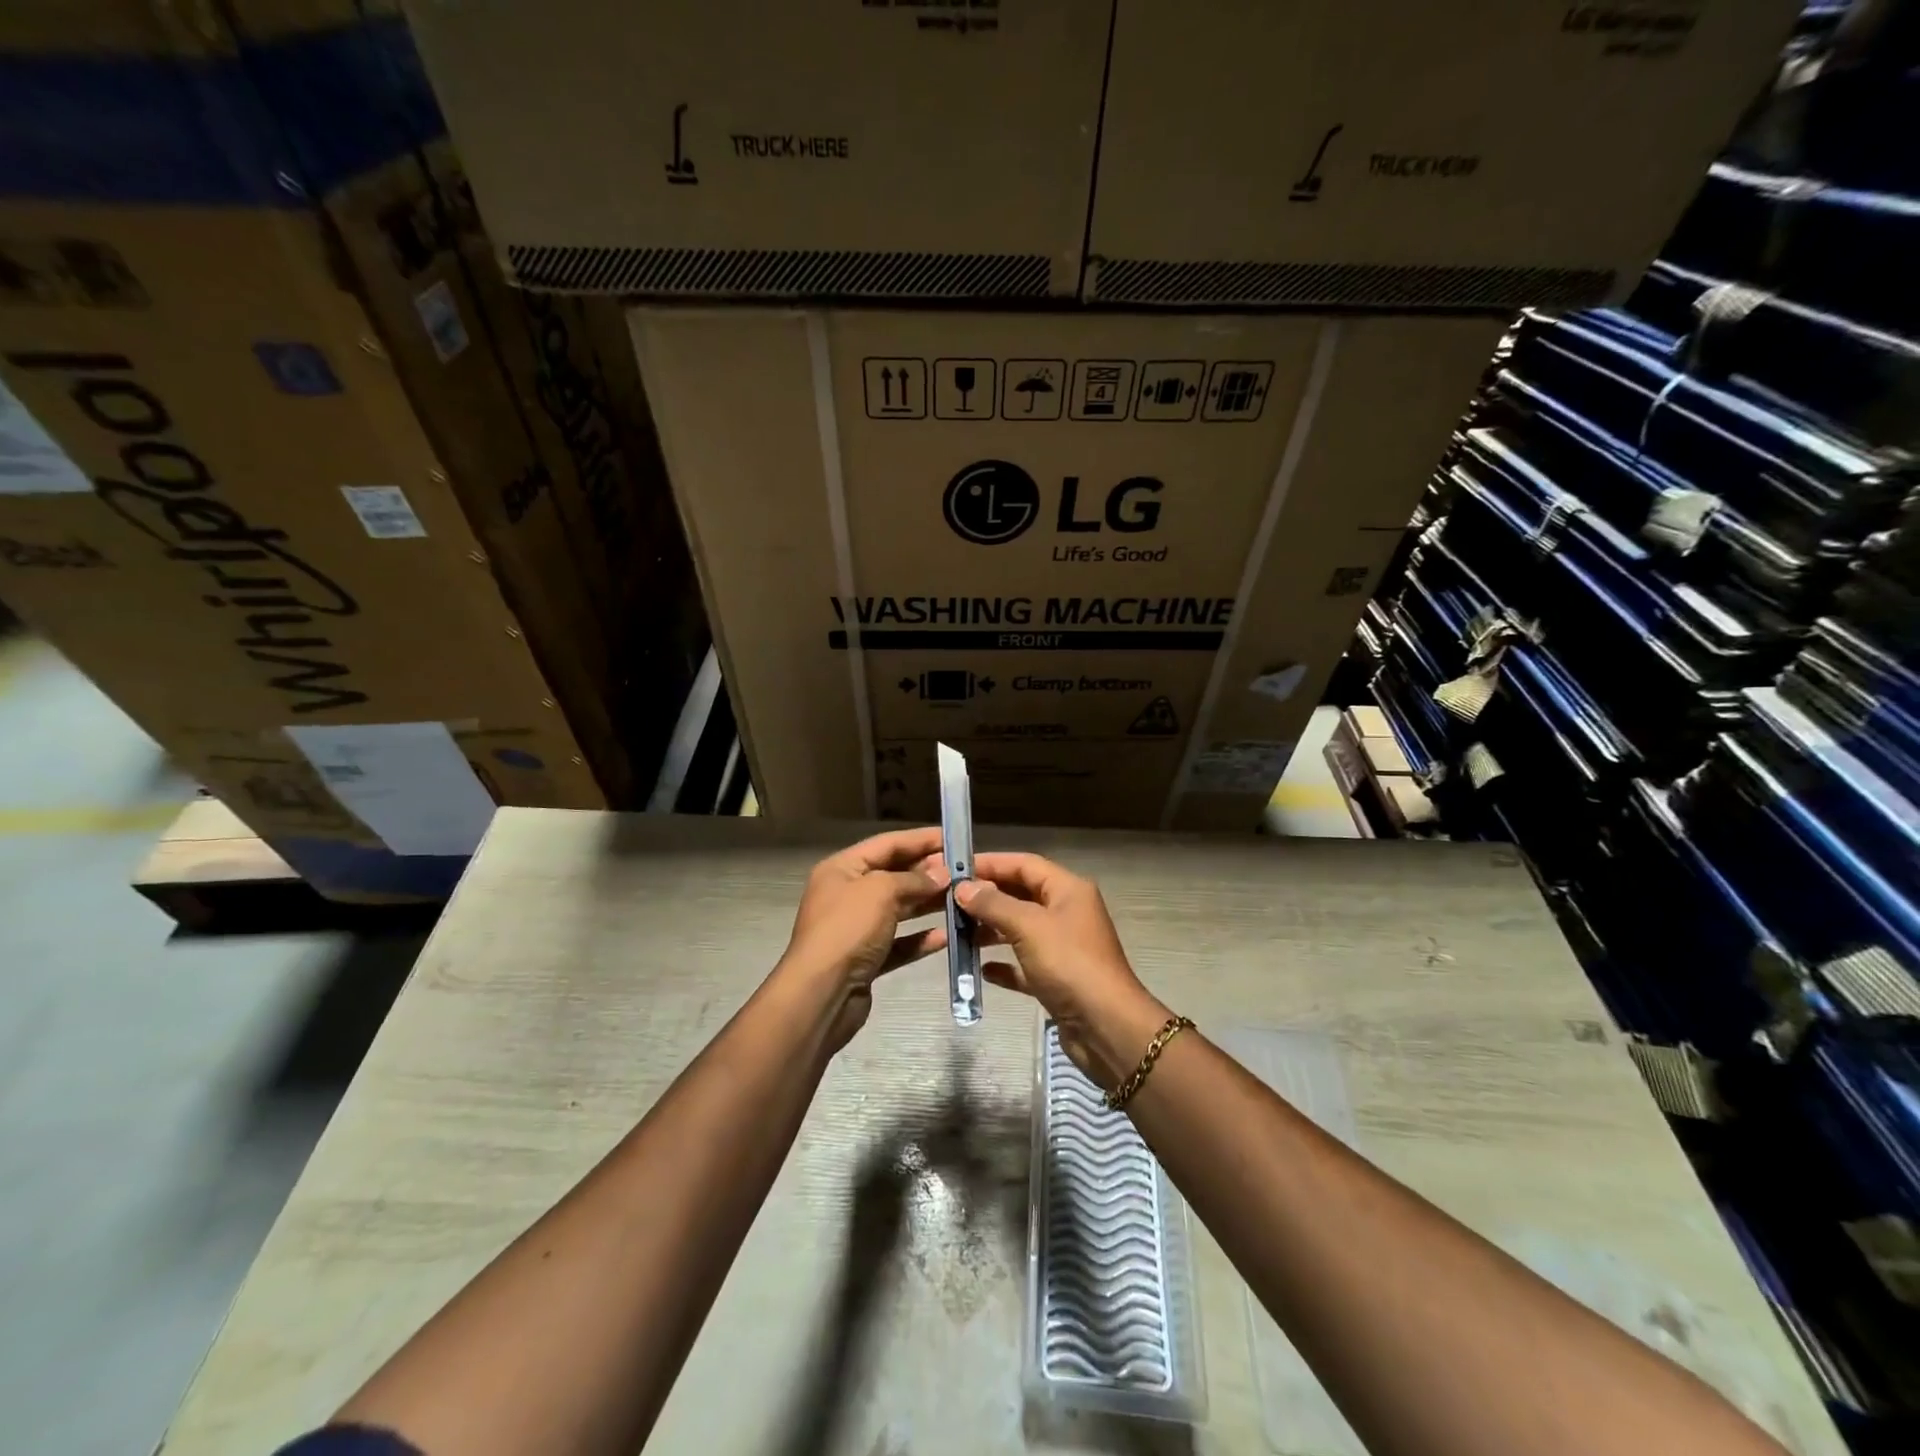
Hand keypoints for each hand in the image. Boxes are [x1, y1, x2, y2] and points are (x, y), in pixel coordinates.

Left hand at [780, 827, 950, 1049]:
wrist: (821, 994)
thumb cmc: (848, 930)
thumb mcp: (881, 891)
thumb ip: (914, 879)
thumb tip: (942, 875)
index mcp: (842, 869)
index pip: (887, 844)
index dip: (920, 839)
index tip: (953, 838)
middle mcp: (847, 894)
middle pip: (894, 875)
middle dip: (928, 872)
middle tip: (965, 872)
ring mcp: (856, 929)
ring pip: (898, 909)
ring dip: (928, 904)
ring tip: (963, 900)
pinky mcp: (866, 959)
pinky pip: (898, 943)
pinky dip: (920, 939)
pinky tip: (946, 937)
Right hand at [955, 853, 1171, 1088]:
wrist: (1106, 1026)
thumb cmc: (1069, 964)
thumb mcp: (1028, 926)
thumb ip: (993, 904)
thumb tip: (963, 887)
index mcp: (1068, 890)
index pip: (1025, 864)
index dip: (991, 863)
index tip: (955, 868)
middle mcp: (1067, 913)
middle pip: (1021, 895)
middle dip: (987, 897)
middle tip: (949, 902)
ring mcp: (1064, 947)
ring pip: (1020, 930)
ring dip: (991, 931)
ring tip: (957, 934)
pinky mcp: (1058, 980)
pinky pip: (1024, 965)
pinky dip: (1004, 965)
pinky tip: (981, 971)